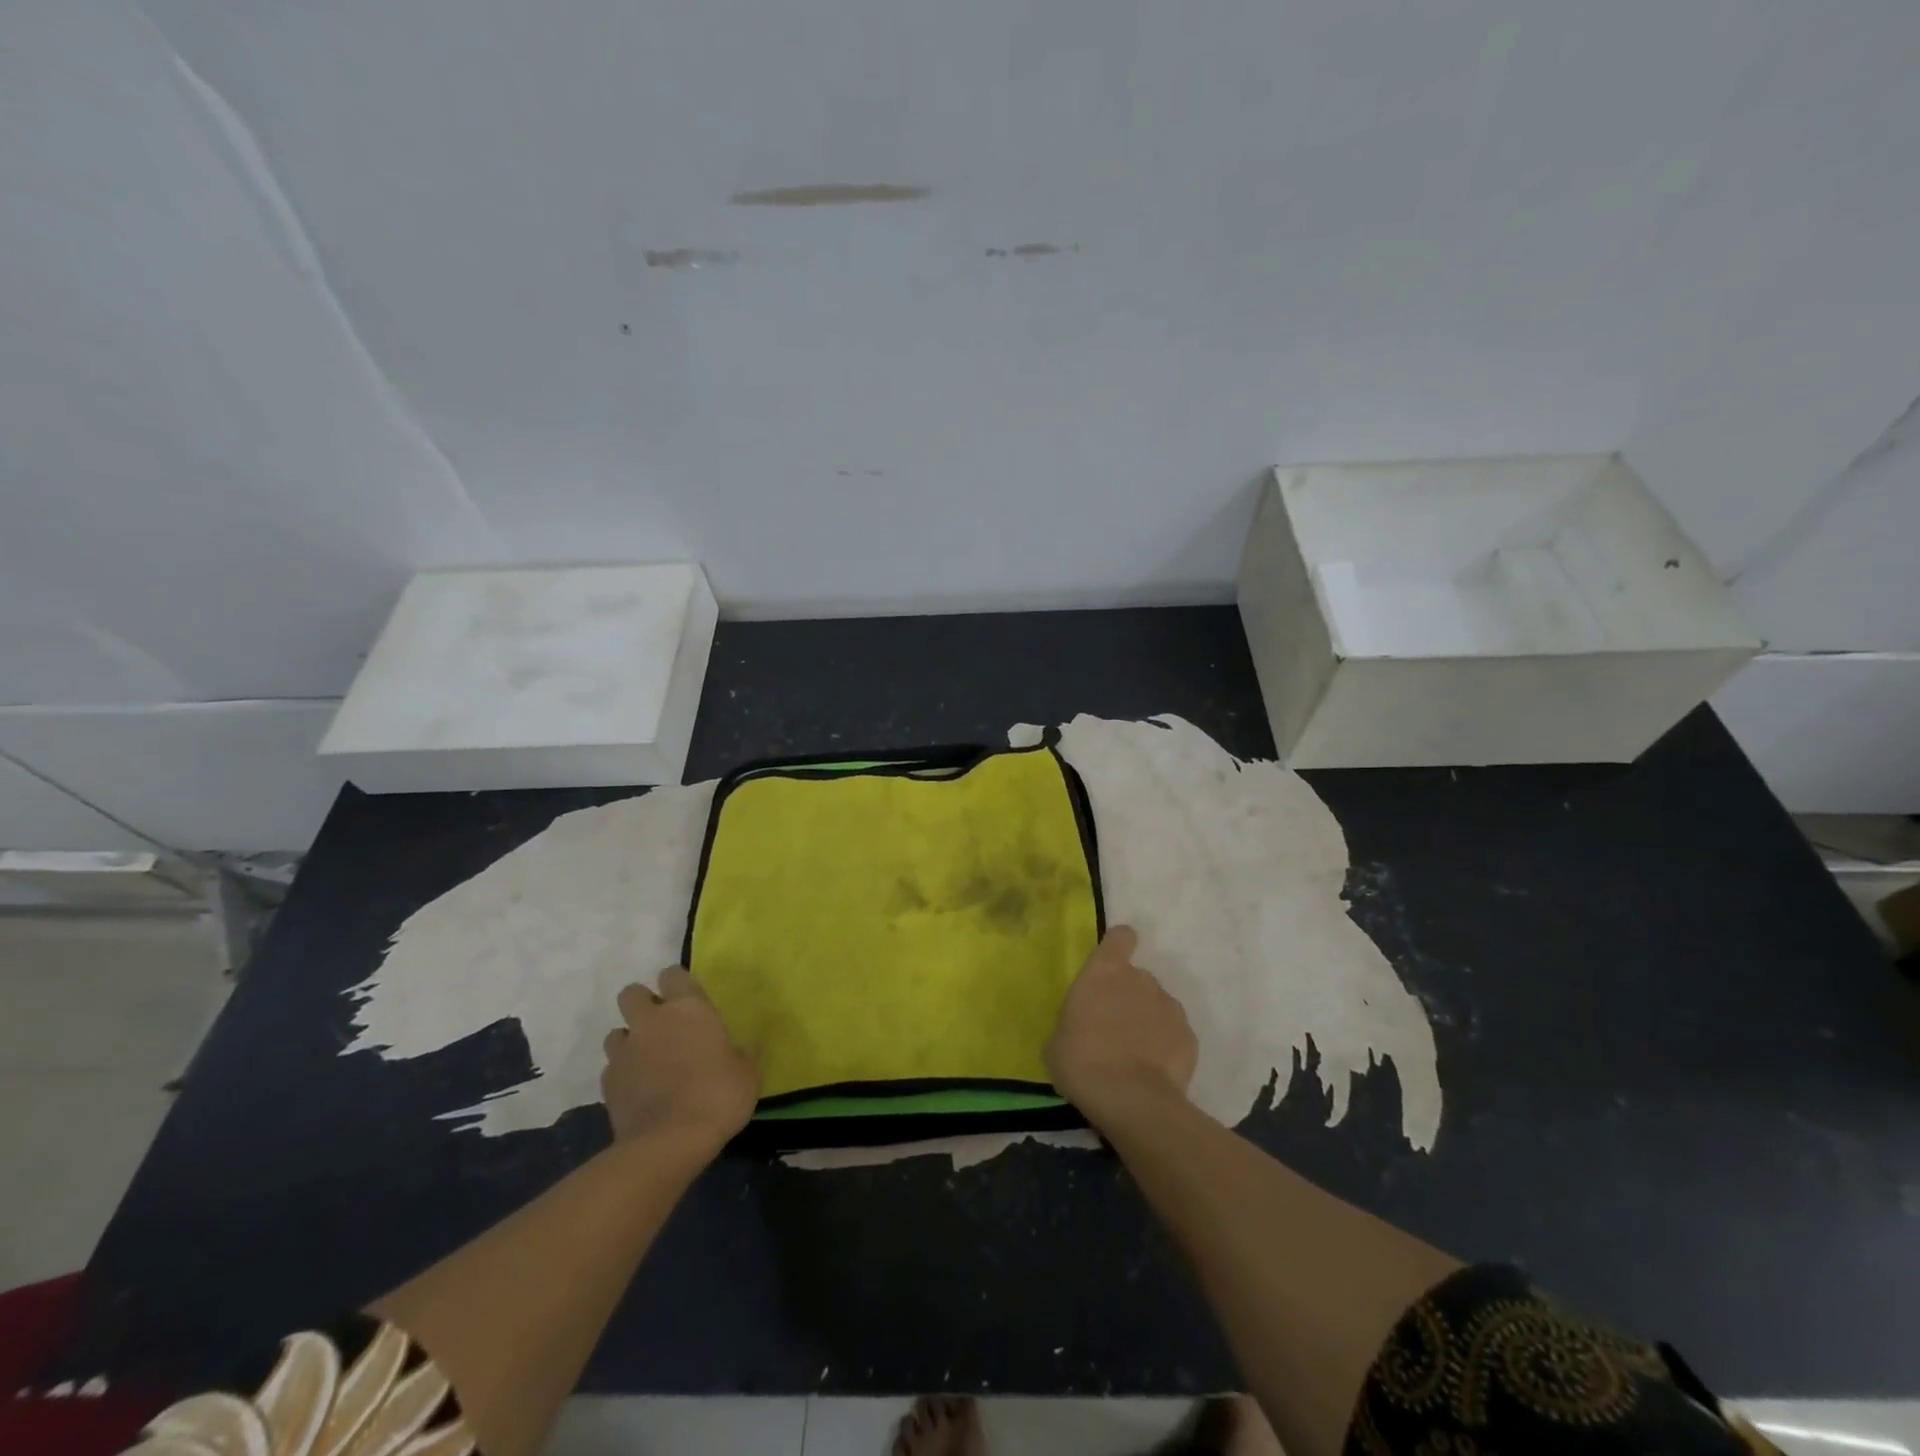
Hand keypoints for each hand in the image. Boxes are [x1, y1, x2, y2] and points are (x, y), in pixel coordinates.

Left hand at [602, 968, 759, 1154]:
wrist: (670, 1142)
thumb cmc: (719, 1096)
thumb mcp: (748, 1072)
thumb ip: (740, 1053)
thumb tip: (740, 1048)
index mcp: (689, 1008)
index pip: (673, 974)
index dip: (678, 984)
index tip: (688, 1000)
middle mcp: (652, 1020)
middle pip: (632, 993)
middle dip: (643, 1004)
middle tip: (662, 1025)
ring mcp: (625, 1051)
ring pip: (617, 1032)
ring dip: (630, 1040)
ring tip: (648, 1060)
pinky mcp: (608, 1083)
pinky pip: (612, 1068)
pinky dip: (623, 1074)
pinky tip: (639, 1090)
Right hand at [1045, 925, 1197, 1128]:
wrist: (1131, 1101)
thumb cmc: (1082, 1061)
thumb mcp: (1058, 1039)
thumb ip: (1074, 1020)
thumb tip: (1082, 1026)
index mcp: (1105, 971)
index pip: (1120, 937)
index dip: (1117, 946)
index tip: (1111, 964)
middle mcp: (1141, 979)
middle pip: (1137, 977)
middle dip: (1128, 996)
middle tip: (1113, 1028)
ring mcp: (1170, 1007)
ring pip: (1157, 1005)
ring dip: (1148, 1020)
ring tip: (1135, 1054)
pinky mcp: (1190, 1037)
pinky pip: (1174, 1033)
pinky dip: (1166, 1046)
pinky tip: (1153, 1071)